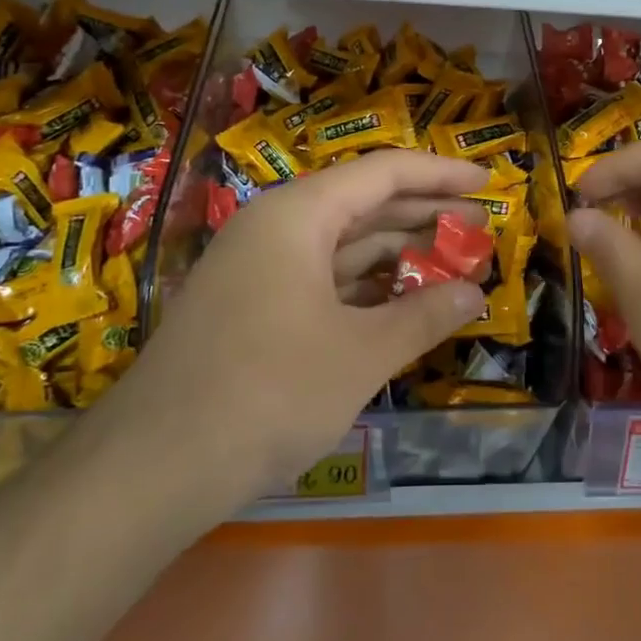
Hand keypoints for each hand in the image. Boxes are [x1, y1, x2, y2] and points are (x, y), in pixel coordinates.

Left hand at [112, 150, 489, 498]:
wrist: (151, 468)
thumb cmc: (268, 393)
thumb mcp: (360, 354)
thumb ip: (424, 316)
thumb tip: (475, 294)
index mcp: (298, 215)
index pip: (383, 172)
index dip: (441, 174)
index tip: (488, 182)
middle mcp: (275, 227)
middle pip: (363, 204)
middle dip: (425, 215)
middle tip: (482, 227)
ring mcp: (258, 268)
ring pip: (342, 245)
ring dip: (397, 254)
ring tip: (452, 264)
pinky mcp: (251, 307)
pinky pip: (320, 279)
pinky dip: (364, 287)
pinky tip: (400, 303)